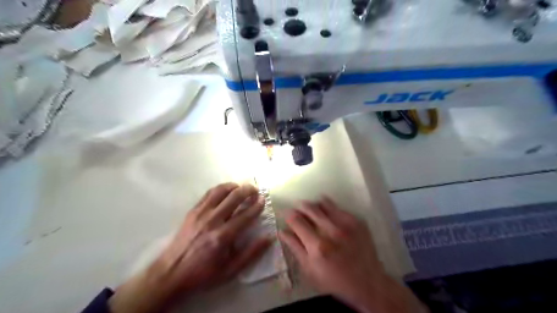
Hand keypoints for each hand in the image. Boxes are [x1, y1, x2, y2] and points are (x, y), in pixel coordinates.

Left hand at [109, 183, 271, 312]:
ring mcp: (201, 213)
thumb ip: (251, 253)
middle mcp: (212, 220)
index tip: (263, 200)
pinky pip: (209, 193)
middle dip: (248, 190)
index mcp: (223, 236)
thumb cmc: (203, 273)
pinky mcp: (192, 211)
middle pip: (234, 197)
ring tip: (242, 187)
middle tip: (256, 190)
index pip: (246, 215)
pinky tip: (226, 190)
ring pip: (221, 191)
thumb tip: (269, 238)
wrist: (170, 273)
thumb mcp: (230, 270)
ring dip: (234, 186)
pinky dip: (220, 188)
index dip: (257, 205)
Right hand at [278, 198, 426, 312]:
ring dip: (314, 204)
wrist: (368, 282)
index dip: (288, 214)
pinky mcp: (357, 221)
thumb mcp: (310, 270)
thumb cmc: (335, 280)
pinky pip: (338, 207)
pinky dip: (329, 207)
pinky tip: (326, 211)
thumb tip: (282, 231)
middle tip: (297, 207)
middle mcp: (331, 231)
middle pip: (310, 208)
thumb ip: (295, 248)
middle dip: (300, 206)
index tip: (285, 212)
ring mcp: (346, 224)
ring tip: (311, 209)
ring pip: (323, 204)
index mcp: (317, 246)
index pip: (296, 221)